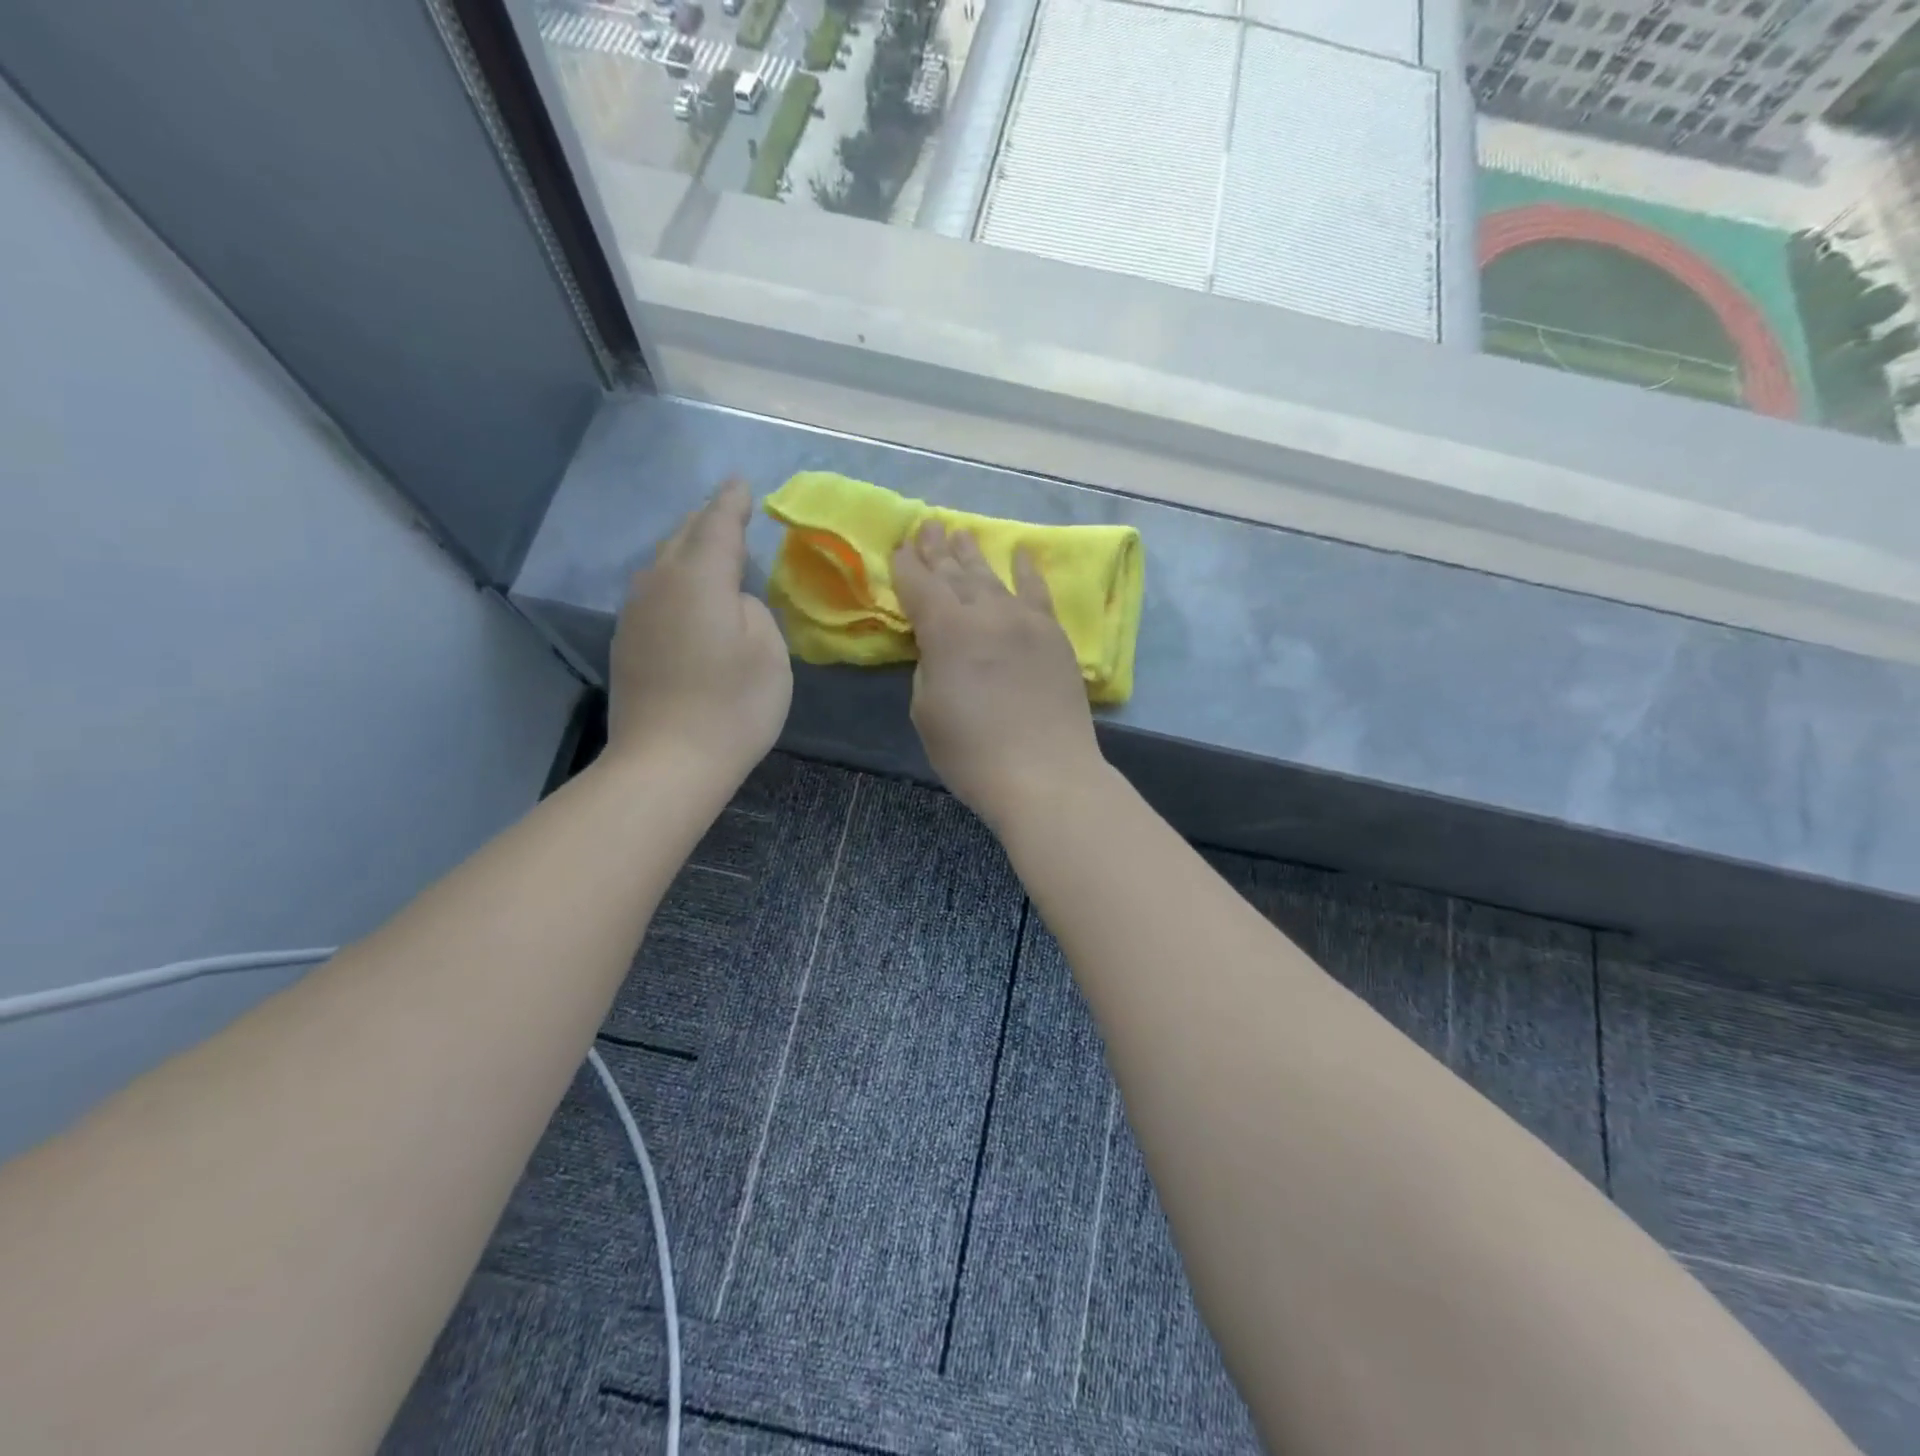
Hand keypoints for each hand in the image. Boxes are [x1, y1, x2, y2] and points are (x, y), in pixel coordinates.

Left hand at [607, 481, 792, 781]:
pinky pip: (654, 592)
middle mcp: (659, 584)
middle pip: (683, 537)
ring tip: (710, 549)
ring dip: (688, 550)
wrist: (667, 762)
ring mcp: (636, 613)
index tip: (741, 483)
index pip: (718, 524)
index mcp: (699, 578)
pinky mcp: (627, 642)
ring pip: (663, 564)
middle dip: (707, 520)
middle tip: (728, 511)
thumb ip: (752, 609)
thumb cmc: (732, 706)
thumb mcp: (768, 652)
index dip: (732, 502)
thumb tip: (730, 600)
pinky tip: (688, 597)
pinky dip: (675, 582)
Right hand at [892, 521, 1104, 827]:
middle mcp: (986, 613)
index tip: (898, 547)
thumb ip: (929, 666)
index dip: (905, 567)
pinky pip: (1038, 593)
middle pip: (956, 574)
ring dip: (974, 555)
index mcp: (946, 630)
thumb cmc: (972, 752)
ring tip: (961, 533)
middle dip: (937, 550)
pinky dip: (1028, 571)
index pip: (919, 586)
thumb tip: (941, 648)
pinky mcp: (1054, 636)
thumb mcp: (926, 711)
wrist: (1044, 774)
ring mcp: (1025, 621)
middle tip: (928, 526)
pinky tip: (1021, 554)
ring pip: (993, 578)